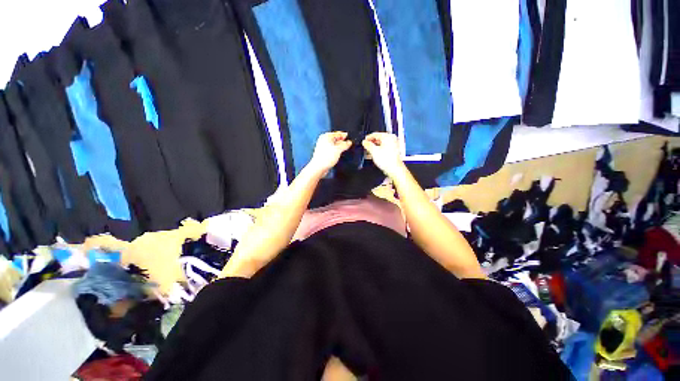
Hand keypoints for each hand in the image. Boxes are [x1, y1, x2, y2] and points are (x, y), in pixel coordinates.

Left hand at [308, 132, 352, 174]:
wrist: (319, 167)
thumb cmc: (326, 157)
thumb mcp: (338, 149)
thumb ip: (345, 145)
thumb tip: (349, 142)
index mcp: (326, 136)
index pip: (336, 133)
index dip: (343, 135)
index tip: (347, 136)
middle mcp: (323, 140)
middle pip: (334, 139)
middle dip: (341, 141)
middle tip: (347, 143)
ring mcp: (322, 147)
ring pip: (333, 145)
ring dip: (339, 146)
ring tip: (344, 148)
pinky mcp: (323, 154)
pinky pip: (331, 150)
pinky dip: (335, 151)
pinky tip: (338, 154)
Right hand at [362, 132, 404, 177]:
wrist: (394, 169)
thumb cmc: (387, 160)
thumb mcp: (373, 151)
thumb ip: (368, 145)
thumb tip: (365, 142)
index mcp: (388, 137)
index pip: (376, 134)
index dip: (368, 137)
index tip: (364, 141)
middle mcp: (392, 139)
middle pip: (379, 139)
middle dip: (371, 143)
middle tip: (366, 146)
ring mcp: (393, 146)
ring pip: (381, 144)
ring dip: (375, 147)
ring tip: (369, 151)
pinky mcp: (393, 152)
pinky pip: (384, 148)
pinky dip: (379, 150)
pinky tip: (374, 155)